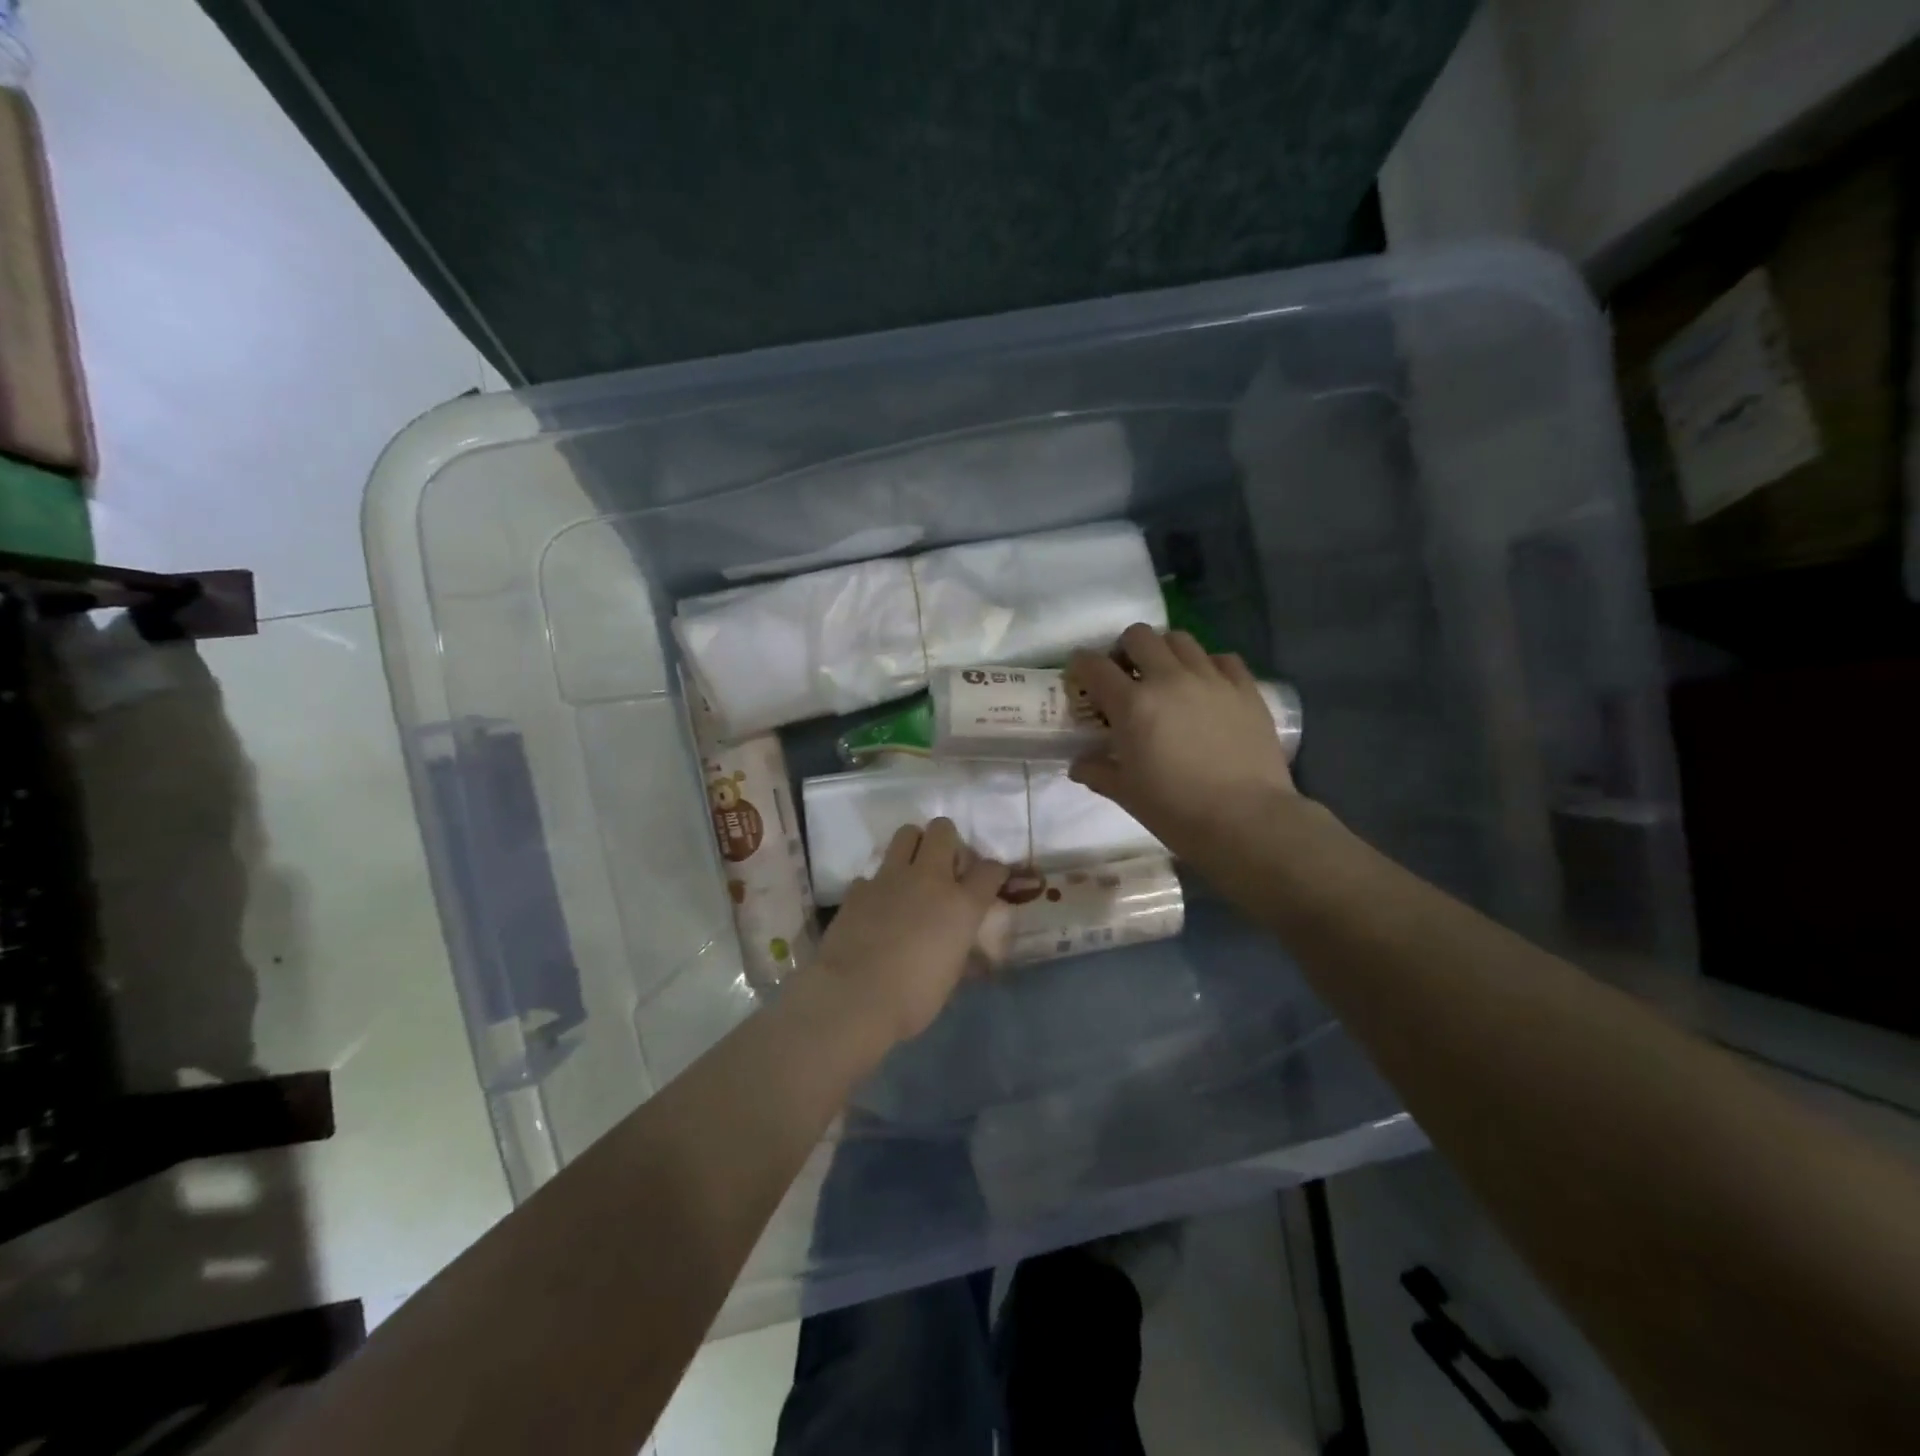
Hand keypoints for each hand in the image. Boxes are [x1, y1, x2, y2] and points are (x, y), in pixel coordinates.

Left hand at [812, 818, 1008, 1045]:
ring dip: (914, 846)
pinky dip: (878, 885)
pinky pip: (873, 874)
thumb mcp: (952, 975)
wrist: (854, 997)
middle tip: (945, 866)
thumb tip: (962, 945)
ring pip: (906, 834)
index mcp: (961, 904)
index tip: (991, 880)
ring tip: (913, 872)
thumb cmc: (913, 998)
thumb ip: (960, 947)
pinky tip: (877, 906)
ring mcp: (890, 878)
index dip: (994, 872)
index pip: (990, 869)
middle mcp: (929, 879)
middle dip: (948, 841)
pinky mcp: (858, 887)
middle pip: (943, 831)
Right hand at [1067, 624, 1298, 865]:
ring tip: (1166, 676)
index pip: (1094, 666)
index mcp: (1132, 705)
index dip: (1081, 664)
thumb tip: (1079, 764)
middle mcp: (1169, 679)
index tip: (1079, 674)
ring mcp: (1211, 679)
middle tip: (1126, 675)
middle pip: (1139, 636)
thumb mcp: (1126, 794)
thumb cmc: (1176, 810)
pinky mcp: (1245, 688)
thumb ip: (1098, 772)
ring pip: (1180, 639)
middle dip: (1125, 649)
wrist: (1246, 821)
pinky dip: (1208, 665)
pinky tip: (1207, 687)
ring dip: (1165, 652)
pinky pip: (1223, 658)